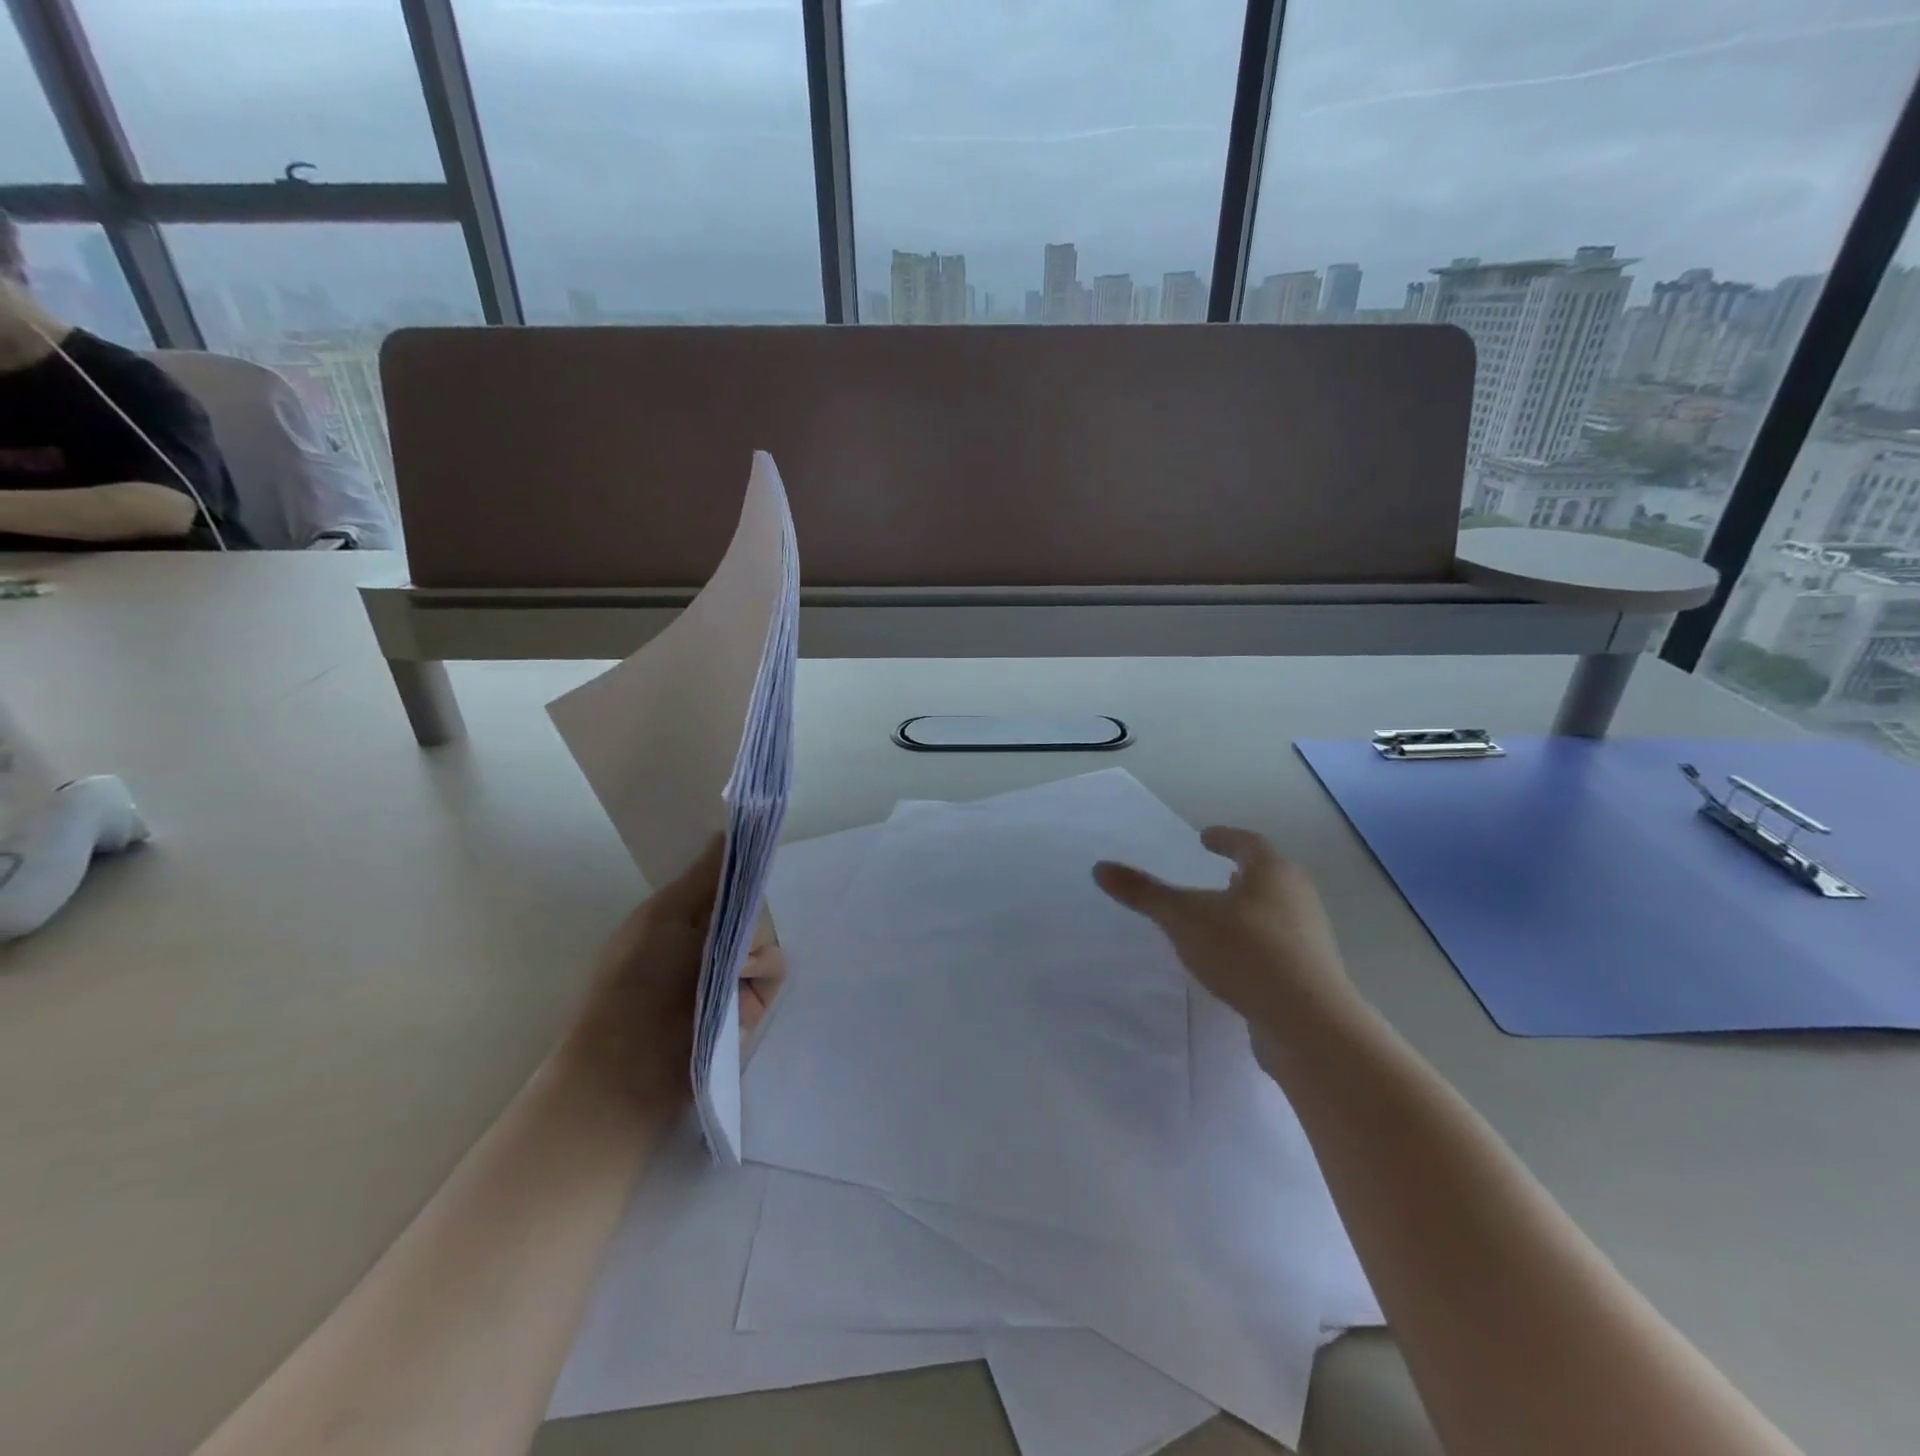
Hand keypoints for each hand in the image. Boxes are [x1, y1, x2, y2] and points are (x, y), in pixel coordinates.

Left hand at [560, 835, 787, 1112]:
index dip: (740, 865)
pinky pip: (776, 967)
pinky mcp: (753, 1003)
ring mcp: (732, 973)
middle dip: (746, 910)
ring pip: (767, 933)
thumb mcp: (663, 916)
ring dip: (753, 943)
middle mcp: (709, 940)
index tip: (756, 851)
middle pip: (752, 903)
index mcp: (681, 916)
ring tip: (731, 967)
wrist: (631, 1069)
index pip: (724, 879)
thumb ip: (703, 875)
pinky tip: (742, 985)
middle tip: (727, 930)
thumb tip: (727, 829)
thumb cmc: (635, 982)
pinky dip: (763, 970)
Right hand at [1093, 826, 1352, 1029]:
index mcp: (1272, 871)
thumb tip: (1099, 867)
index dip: (1224, 838)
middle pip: (1267, 874)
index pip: (1247, 842)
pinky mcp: (1310, 972)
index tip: (1204, 838)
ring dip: (1248, 908)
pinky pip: (1277, 945)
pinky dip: (1254, 941)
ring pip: (1274, 910)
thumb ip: (1144, 892)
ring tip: (1220, 916)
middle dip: (1241, 871)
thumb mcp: (1183, 918)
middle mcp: (1297, 896)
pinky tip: (1234, 959)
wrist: (1307, 1023)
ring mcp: (1308, 936)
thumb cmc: (1245, 952)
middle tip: (1215, 872)